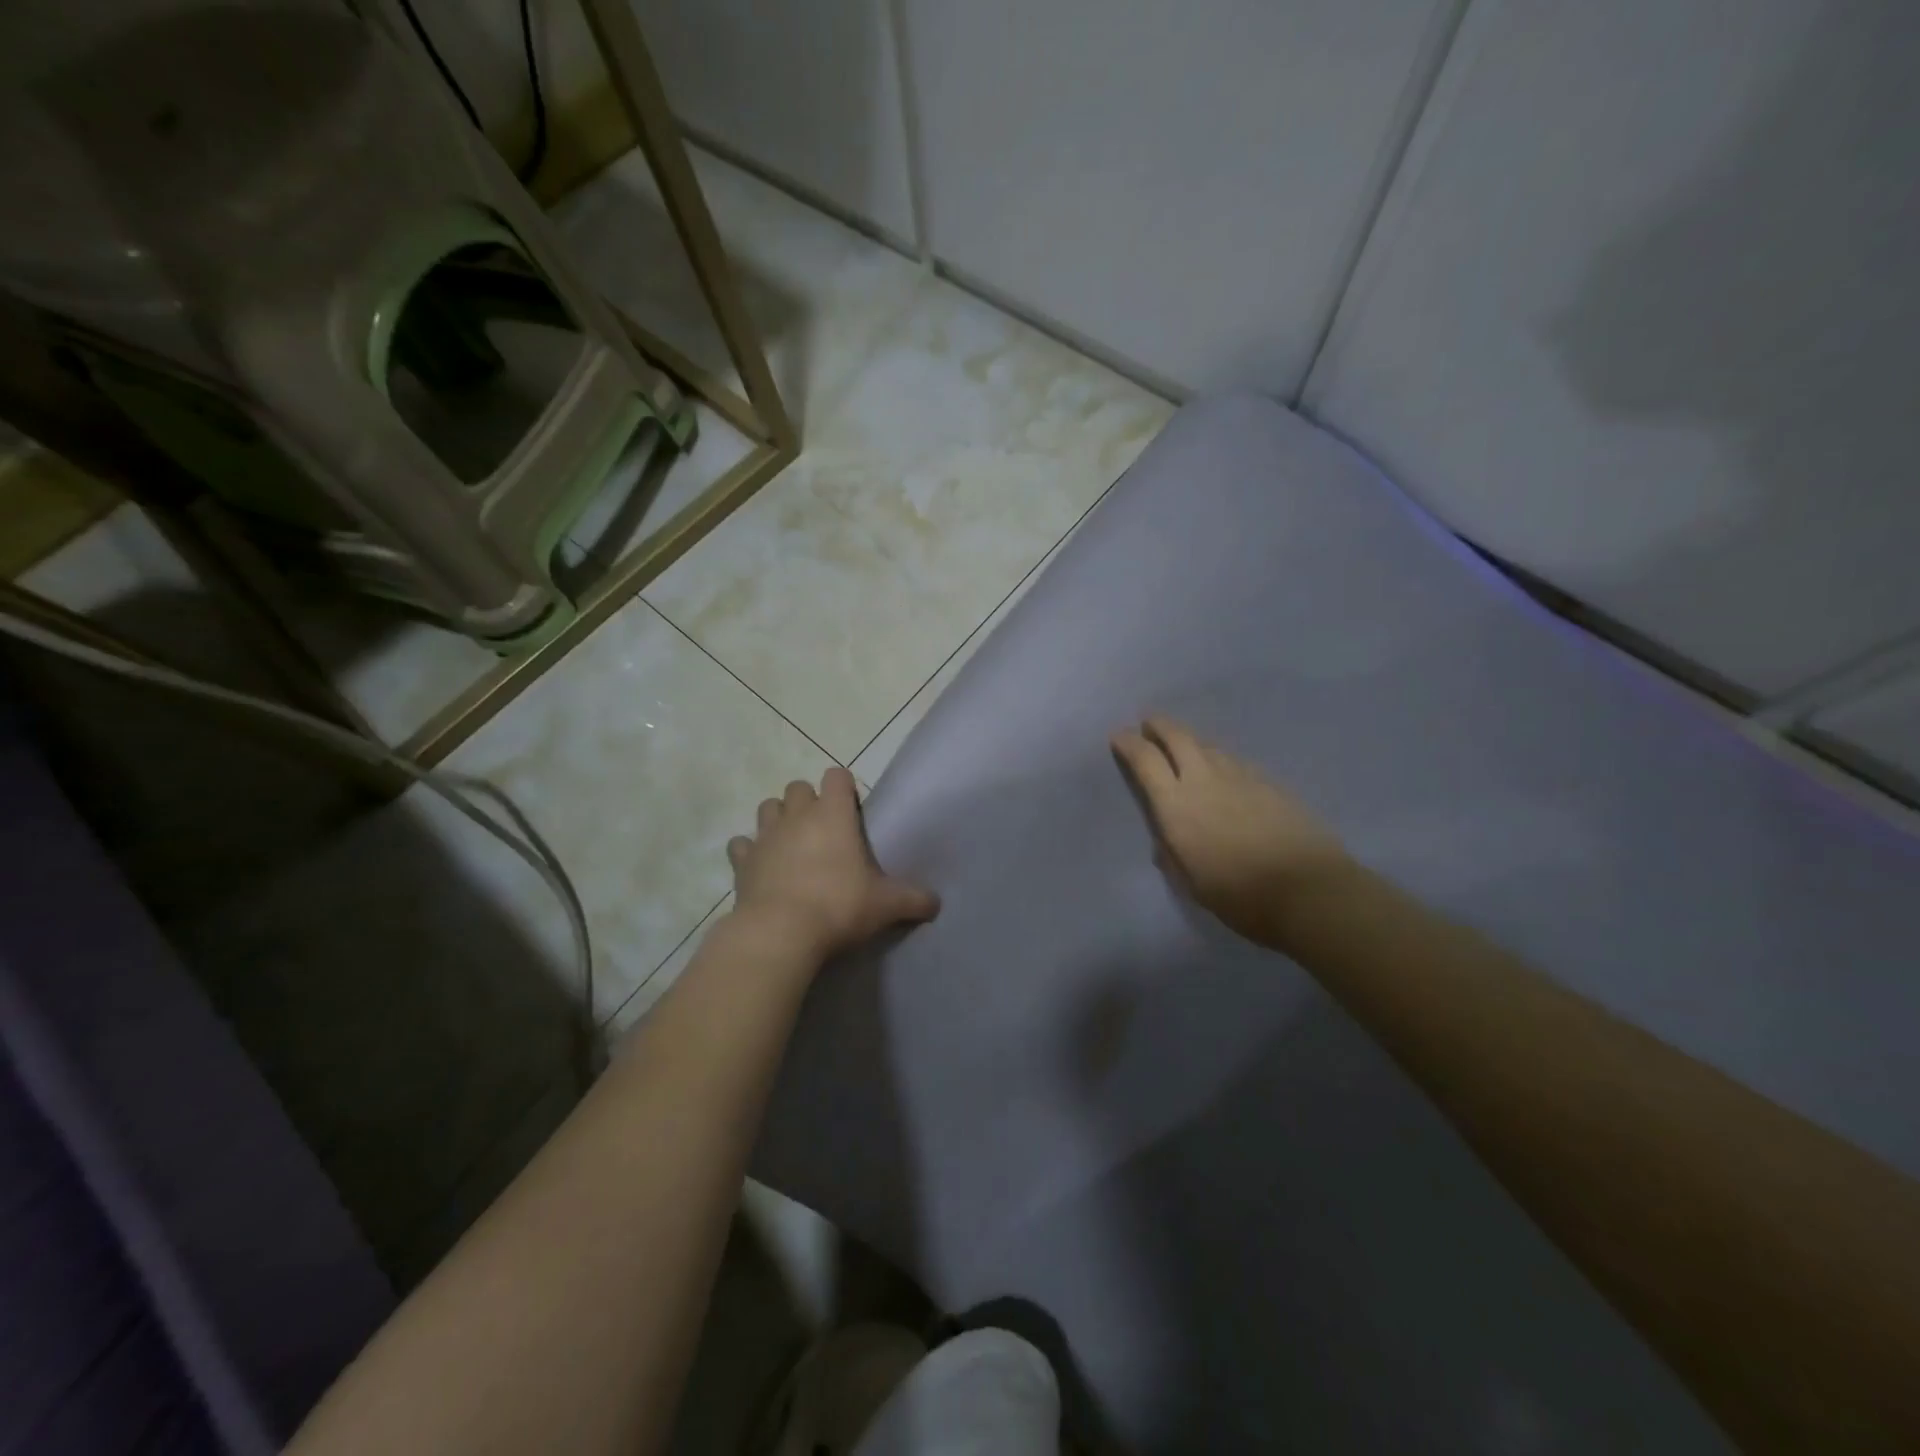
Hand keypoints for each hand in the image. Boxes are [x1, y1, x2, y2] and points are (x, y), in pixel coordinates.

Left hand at [727, 767, 938, 959]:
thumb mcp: (885, 905)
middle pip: (797, 787)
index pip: (837, 776)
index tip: (852, 810)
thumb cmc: (838, 906)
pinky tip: (760, 866)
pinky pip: (741, 845)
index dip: (844, 787)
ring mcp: (765, 836)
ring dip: (778, 818)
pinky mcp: (741, 862)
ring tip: (791, 842)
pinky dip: (749, 851)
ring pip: (767, 807)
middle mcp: (797, 816)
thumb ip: (913, 899)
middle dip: (808, 801)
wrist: (780, 933)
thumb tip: (936, 904)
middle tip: (823, 830)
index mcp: (833, 814)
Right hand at [1110, 717, 1348, 944]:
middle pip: (1178, 738)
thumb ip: (1173, 856)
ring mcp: (1241, 777)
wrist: (1309, 890)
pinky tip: (1224, 772)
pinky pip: (1235, 761)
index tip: (1119, 736)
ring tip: (1185, 747)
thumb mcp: (1192, 884)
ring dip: (1191, 742)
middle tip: (1149, 722)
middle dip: (1159, 726)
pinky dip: (1220, 759)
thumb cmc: (1240, 896)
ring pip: (1209, 746)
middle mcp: (1204, 780)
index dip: (1129, 744)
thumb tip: (1165, 842)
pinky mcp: (1270, 783)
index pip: (1145, 761)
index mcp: (1176, 806)